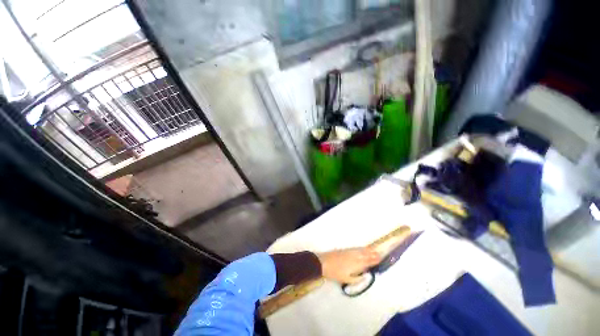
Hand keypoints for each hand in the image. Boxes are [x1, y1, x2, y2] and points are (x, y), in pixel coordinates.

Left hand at [317, 247, 381, 283]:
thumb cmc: (334, 273)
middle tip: (381, 252)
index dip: (374, 260)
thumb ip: (357, 278)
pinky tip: (363, 248)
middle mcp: (354, 257)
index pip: (367, 262)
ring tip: (375, 249)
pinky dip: (361, 248)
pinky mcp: (344, 250)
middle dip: (373, 254)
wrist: (323, 262)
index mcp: (355, 264)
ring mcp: (349, 252)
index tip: (381, 258)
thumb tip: (366, 275)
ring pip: (361, 250)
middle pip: (365, 255)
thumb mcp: (346, 279)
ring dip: (368, 250)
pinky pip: (356, 248)